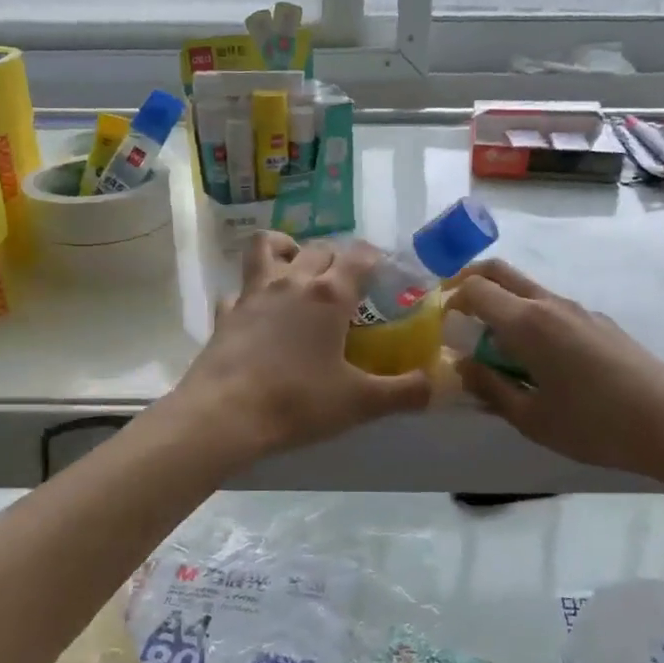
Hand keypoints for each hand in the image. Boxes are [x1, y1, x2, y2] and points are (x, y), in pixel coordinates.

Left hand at [169, 233, 432, 462]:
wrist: (225, 415)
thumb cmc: (298, 402)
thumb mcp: (360, 403)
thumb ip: (404, 392)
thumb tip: (438, 385)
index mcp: (330, 295)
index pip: (359, 256)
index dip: (375, 259)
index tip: (385, 273)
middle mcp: (292, 282)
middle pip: (319, 249)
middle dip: (337, 258)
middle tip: (348, 284)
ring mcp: (253, 293)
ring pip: (268, 247)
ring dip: (286, 249)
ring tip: (297, 270)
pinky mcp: (226, 313)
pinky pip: (239, 289)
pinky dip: (251, 293)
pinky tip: (258, 313)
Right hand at [446, 259, 663, 479]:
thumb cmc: (595, 425)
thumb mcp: (532, 418)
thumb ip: (490, 388)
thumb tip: (461, 366)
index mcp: (528, 322)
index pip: (475, 289)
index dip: (449, 299)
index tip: (438, 323)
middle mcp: (551, 304)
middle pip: (500, 272)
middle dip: (469, 281)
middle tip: (453, 311)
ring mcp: (579, 310)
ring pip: (527, 290)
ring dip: (501, 303)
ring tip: (493, 347)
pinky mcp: (599, 323)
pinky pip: (551, 308)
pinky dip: (528, 318)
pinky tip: (537, 360)